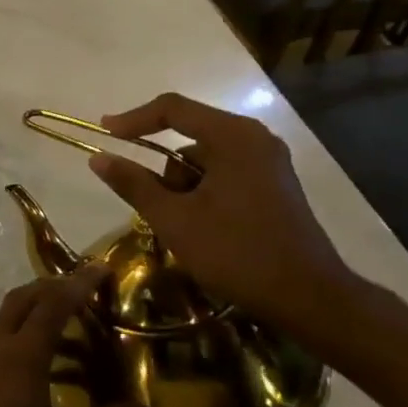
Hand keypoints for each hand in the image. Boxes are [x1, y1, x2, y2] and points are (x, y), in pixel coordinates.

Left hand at [0, 269, 128, 406]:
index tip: (100, 267)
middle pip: (22, 299)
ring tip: (61, 331)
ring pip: (4, 319)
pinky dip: (16, 337)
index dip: (79, 283)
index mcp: (23, 354)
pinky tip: (31, 368)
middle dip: (51, 287)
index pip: (54, 304)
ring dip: (31, 312)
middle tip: (80, 291)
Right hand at [87, 93, 359, 341]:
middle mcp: (254, 138)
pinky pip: (225, 173)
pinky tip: (206, 230)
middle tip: (157, 209)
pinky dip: (205, 194)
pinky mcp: (274, 183)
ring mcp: (269, 161)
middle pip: (189, 136)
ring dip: (185, 188)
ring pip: (205, 160)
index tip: (105, 133)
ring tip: (186, 229)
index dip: (133, 118)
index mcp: (233, 136)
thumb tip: (98, 157)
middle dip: (165, 172)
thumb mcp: (174, 219)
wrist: (309, 298)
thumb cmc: (237, 253)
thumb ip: (133, 184)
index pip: (172, 108)